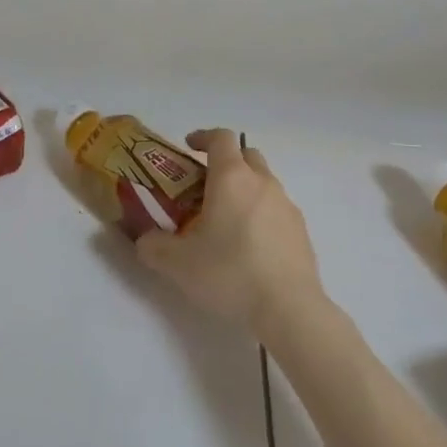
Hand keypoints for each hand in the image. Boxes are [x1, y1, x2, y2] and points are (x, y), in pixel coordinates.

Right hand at [132, 128, 324, 335]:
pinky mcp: (301, 231)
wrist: (288, 309)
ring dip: (244, 191)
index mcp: (232, 178)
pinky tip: (249, 247)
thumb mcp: (177, 264)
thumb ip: (153, 246)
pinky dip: (260, 215)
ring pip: (263, 183)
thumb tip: (145, 240)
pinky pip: (276, 210)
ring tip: (224, 223)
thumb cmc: (229, 274)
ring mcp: (287, 206)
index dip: (203, 137)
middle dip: (225, 162)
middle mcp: (262, 183)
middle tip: (204, 187)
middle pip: (246, 155)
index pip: (221, 138)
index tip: (188, 147)